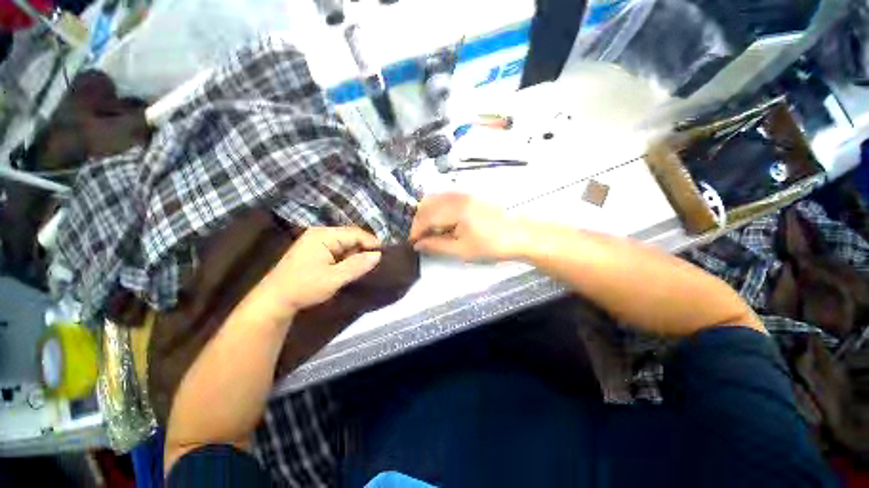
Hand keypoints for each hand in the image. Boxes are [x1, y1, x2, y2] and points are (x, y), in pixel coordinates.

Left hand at [253, 227, 381, 322]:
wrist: (275, 300)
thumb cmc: (304, 287)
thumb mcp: (334, 278)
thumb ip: (357, 265)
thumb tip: (378, 255)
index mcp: (323, 235)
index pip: (355, 233)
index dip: (371, 243)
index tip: (384, 256)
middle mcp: (320, 234)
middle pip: (351, 237)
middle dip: (364, 249)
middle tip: (376, 263)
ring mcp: (317, 242)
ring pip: (346, 244)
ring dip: (355, 255)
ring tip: (366, 267)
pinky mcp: (316, 251)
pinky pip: (338, 250)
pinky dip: (347, 259)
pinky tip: (351, 268)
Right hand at [410, 193, 531, 261]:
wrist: (518, 235)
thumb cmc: (491, 245)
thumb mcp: (462, 250)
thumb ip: (437, 246)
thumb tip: (418, 245)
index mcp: (456, 209)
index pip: (427, 216)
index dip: (416, 230)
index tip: (412, 242)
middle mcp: (457, 197)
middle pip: (428, 204)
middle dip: (419, 221)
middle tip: (420, 238)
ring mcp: (464, 194)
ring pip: (436, 199)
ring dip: (428, 214)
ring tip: (430, 231)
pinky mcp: (469, 196)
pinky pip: (445, 198)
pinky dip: (437, 209)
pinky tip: (442, 222)